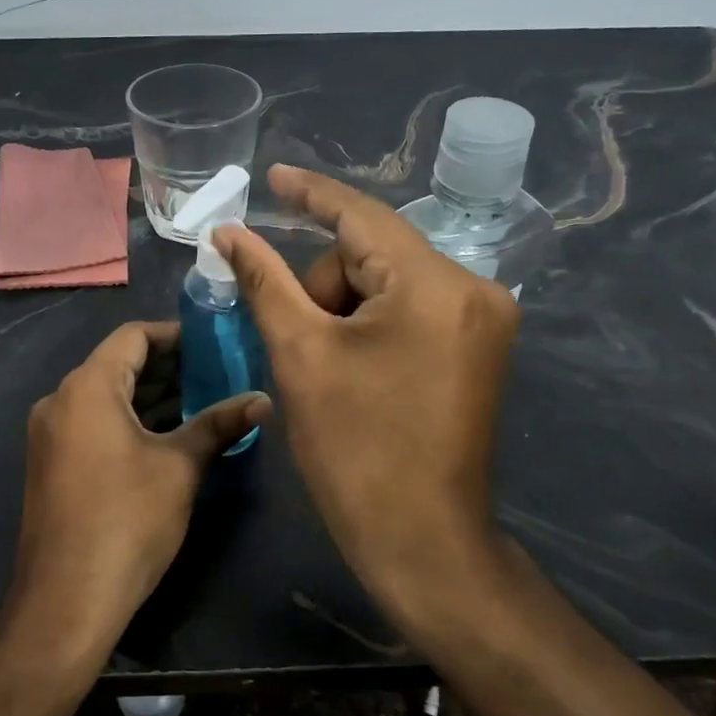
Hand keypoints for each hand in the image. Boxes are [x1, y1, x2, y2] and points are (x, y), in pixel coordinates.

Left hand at [7, 321, 271, 657]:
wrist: (66, 600)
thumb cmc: (127, 520)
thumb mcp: (180, 467)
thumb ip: (220, 424)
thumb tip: (264, 400)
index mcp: (87, 387)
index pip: (133, 336)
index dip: (175, 335)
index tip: (214, 343)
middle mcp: (60, 400)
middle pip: (118, 364)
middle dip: (168, 367)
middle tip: (217, 373)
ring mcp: (51, 434)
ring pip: (106, 396)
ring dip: (151, 396)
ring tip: (202, 402)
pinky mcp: (52, 463)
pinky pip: (94, 423)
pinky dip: (129, 420)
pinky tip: (168, 436)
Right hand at [213, 166, 518, 612]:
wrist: (422, 540)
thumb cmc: (354, 449)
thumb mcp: (299, 354)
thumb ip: (264, 280)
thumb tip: (229, 233)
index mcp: (434, 285)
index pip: (361, 216)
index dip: (310, 194)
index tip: (272, 175)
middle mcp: (474, 288)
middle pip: (374, 254)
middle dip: (324, 287)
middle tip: (299, 345)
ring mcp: (486, 319)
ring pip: (390, 282)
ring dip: (345, 309)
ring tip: (329, 369)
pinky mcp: (482, 346)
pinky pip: (412, 307)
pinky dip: (372, 322)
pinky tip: (353, 365)